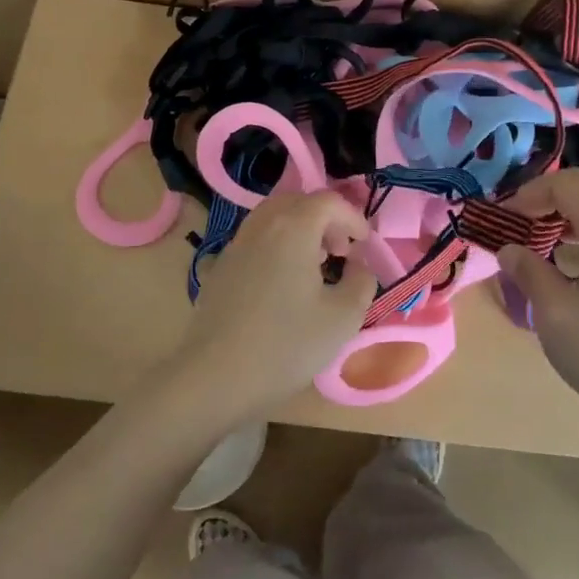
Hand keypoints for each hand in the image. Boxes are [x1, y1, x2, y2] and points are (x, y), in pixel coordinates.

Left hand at [167, 191, 377, 419]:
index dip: (352, 217)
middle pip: (298, 202)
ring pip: (273, 218)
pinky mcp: (220, 267)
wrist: (214, 377)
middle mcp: (261, 225)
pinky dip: (277, 246)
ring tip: (314, 267)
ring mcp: (235, 245)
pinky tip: (283, 285)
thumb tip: (359, 265)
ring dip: (300, 231)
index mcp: (293, 228)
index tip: (364, 245)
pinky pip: (256, 240)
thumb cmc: (286, 345)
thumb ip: (361, 282)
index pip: (328, 201)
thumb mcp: (343, 318)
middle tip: (340, 252)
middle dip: (325, 220)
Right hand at [496, 169, 578, 425]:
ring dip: (568, 217)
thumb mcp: (556, 316)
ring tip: (539, 246)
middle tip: (519, 225)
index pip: (566, 184)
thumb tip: (509, 250)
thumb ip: (529, 273)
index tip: (504, 220)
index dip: (529, 193)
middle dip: (547, 199)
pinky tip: (571, 271)